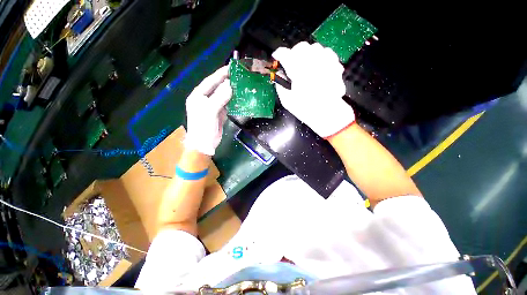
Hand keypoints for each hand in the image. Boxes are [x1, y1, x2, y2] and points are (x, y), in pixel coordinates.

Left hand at [184, 65, 231, 155]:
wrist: (204, 144)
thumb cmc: (203, 127)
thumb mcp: (210, 111)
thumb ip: (219, 98)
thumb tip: (230, 86)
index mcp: (198, 96)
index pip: (210, 81)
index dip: (220, 74)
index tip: (231, 67)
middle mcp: (204, 99)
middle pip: (217, 87)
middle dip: (227, 81)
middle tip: (239, 76)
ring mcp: (212, 106)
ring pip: (222, 95)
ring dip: (231, 91)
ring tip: (241, 85)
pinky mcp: (219, 113)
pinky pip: (226, 104)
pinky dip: (232, 101)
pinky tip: (239, 98)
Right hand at [272, 42, 354, 137]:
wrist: (327, 113)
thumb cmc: (305, 109)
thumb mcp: (287, 101)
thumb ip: (280, 85)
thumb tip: (279, 75)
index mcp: (297, 71)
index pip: (285, 54)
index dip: (279, 54)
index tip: (277, 57)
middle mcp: (312, 62)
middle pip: (300, 47)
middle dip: (293, 53)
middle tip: (291, 63)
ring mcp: (325, 62)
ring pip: (314, 47)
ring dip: (307, 54)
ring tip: (305, 65)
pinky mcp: (334, 65)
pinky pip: (327, 52)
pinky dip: (320, 56)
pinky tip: (318, 65)